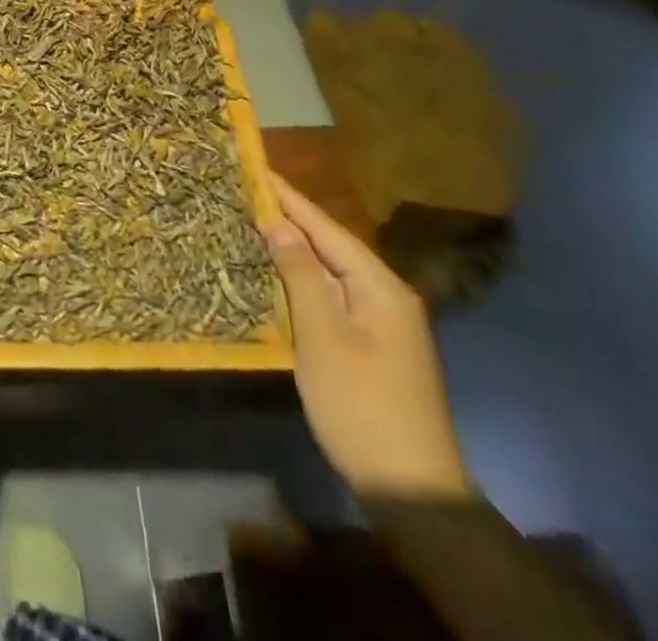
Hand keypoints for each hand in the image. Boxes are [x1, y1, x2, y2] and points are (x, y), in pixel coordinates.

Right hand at [266, 172, 472, 500]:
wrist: (412, 490)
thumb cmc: (361, 403)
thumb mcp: (323, 335)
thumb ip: (301, 274)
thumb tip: (278, 224)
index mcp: (379, 286)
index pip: (325, 227)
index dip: (288, 198)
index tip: (255, 168)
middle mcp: (386, 295)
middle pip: (330, 245)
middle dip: (289, 219)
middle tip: (245, 193)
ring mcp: (383, 323)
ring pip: (331, 271)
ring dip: (294, 249)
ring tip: (253, 223)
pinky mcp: (373, 346)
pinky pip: (333, 296)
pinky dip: (303, 279)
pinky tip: (278, 275)